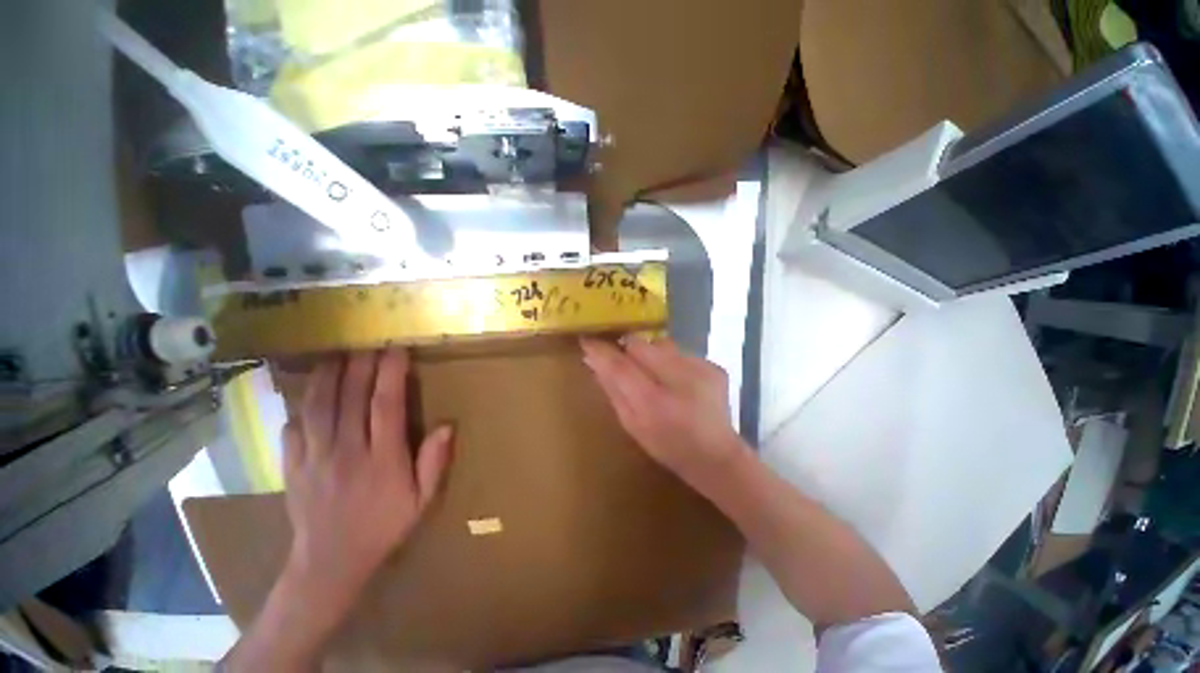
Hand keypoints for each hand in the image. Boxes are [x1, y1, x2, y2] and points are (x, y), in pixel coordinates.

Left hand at [282, 348, 452, 606]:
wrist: (329, 563)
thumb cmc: (383, 527)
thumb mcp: (422, 501)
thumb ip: (434, 463)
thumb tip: (448, 426)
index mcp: (382, 459)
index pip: (386, 405)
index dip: (391, 373)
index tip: (397, 349)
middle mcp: (346, 452)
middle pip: (350, 398)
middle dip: (361, 364)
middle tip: (368, 340)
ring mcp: (313, 457)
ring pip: (318, 406)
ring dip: (328, 375)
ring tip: (338, 353)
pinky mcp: (292, 465)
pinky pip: (294, 425)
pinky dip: (301, 403)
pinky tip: (309, 389)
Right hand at [580, 336, 748, 486]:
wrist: (717, 456)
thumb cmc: (667, 446)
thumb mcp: (631, 424)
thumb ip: (612, 390)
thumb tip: (592, 361)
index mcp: (653, 402)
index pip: (619, 364)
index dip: (601, 350)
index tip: (587, 339)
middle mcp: (678, 378)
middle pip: (640, 344)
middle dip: (627, 349)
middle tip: (625, 361)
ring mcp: (700, 369)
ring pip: (661, 343)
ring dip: (651, 354)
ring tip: (655, 374)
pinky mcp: (713, 366)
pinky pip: (680, 352)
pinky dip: (672, 361)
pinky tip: (678, 381)